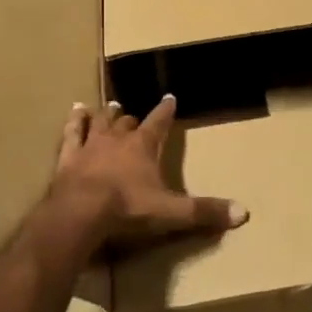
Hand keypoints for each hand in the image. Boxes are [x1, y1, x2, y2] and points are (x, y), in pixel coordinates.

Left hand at [49, 95, 246, 251]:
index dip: (165, 111)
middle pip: (126, 123)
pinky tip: (74, 111)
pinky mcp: (67, 158)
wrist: (80, 213)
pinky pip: (71, 134)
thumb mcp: (171, 212)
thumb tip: (244, 213)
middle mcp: (117, 140)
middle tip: (133, 114)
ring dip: (105, 115)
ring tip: (108, 106)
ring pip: (100, 123)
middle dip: (132, 118)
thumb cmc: (128, 208)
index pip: (158, 123)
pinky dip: (74, 122)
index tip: (170, 98)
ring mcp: (90, 146)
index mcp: (143, 147)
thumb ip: (204, 211)